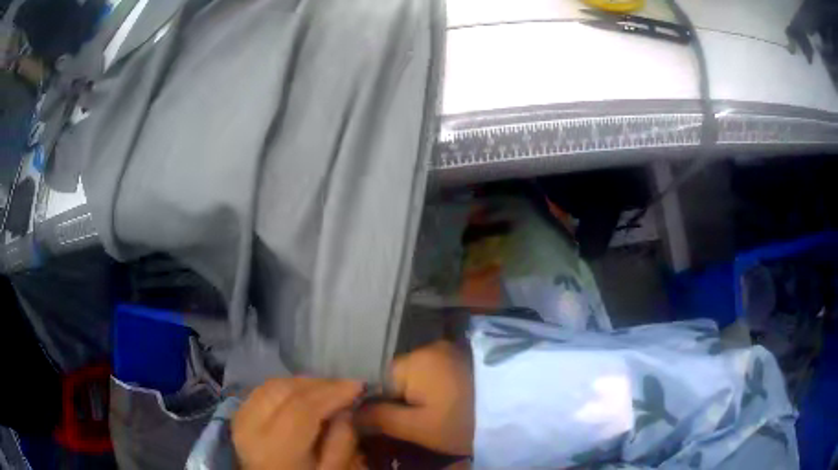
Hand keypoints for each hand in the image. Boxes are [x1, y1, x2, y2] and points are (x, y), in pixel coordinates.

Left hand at [232, 377, 363, 469]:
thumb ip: (341, 442)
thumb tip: (345, 409)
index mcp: (274, 449)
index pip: (302, 408)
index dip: (331, 392)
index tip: (359, 385)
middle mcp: (251, 429)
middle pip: (284, 390)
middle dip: (319, 383)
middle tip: (346, 386)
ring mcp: (240, 419)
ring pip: (272, 385)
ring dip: (303, 383)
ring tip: (328, 389)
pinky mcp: (238, 415)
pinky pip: (262, 390)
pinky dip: (285, 387)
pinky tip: (303, 393)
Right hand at [356, 341, 473, 455]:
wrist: (510, 413)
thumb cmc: (460, 422)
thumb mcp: (417, 428)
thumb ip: (379, 418)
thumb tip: (349, 413)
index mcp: (414, 360)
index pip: (377, 378)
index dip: (375, 402)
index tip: (380, 422)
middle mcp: (427, 346)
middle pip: (395, 375)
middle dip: (394, 398)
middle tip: (405, 421)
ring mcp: (445, 349)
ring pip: (412, 374)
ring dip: (411, 393)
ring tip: (422, 414)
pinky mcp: (459, 357)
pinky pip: (430, 371)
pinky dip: (427, 387)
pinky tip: (435, 403)